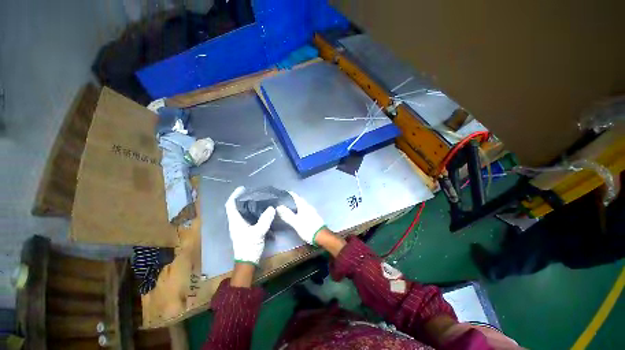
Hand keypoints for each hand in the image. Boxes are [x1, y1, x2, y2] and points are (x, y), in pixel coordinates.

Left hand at [225, 186, 275, 264]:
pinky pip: (247, 216)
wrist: (248, 262)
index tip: (242, 188)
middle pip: (235, 206)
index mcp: (235, 221)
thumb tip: (271, 207)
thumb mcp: (258, 233)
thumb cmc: (249, 247)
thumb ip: (265, 220)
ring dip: (247, 204)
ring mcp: (240, 226)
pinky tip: (260, 210)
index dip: (234, 195)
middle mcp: (235, 222)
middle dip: (242, 198)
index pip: (230, 205)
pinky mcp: (245, 230)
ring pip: (241, 211)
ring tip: (257, 198)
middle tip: (252, 192)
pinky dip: (251, 211)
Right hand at [276, 192, 324, 244]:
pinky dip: (300, 210)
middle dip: (293, 199)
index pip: (296, 197)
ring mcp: (312, 211)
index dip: (291, 194)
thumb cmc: (307, 228)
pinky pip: (305, 210)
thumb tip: (279, 207)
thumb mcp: (296, 222)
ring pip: (303, 205)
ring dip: (297, 205)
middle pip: (300, 200)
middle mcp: (309, 206)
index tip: (285, 192)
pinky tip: (298, 214)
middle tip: (286, 200)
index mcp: (304, 206)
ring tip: (290, 207)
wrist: (321, 236)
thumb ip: (287, 214)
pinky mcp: (314, 217)